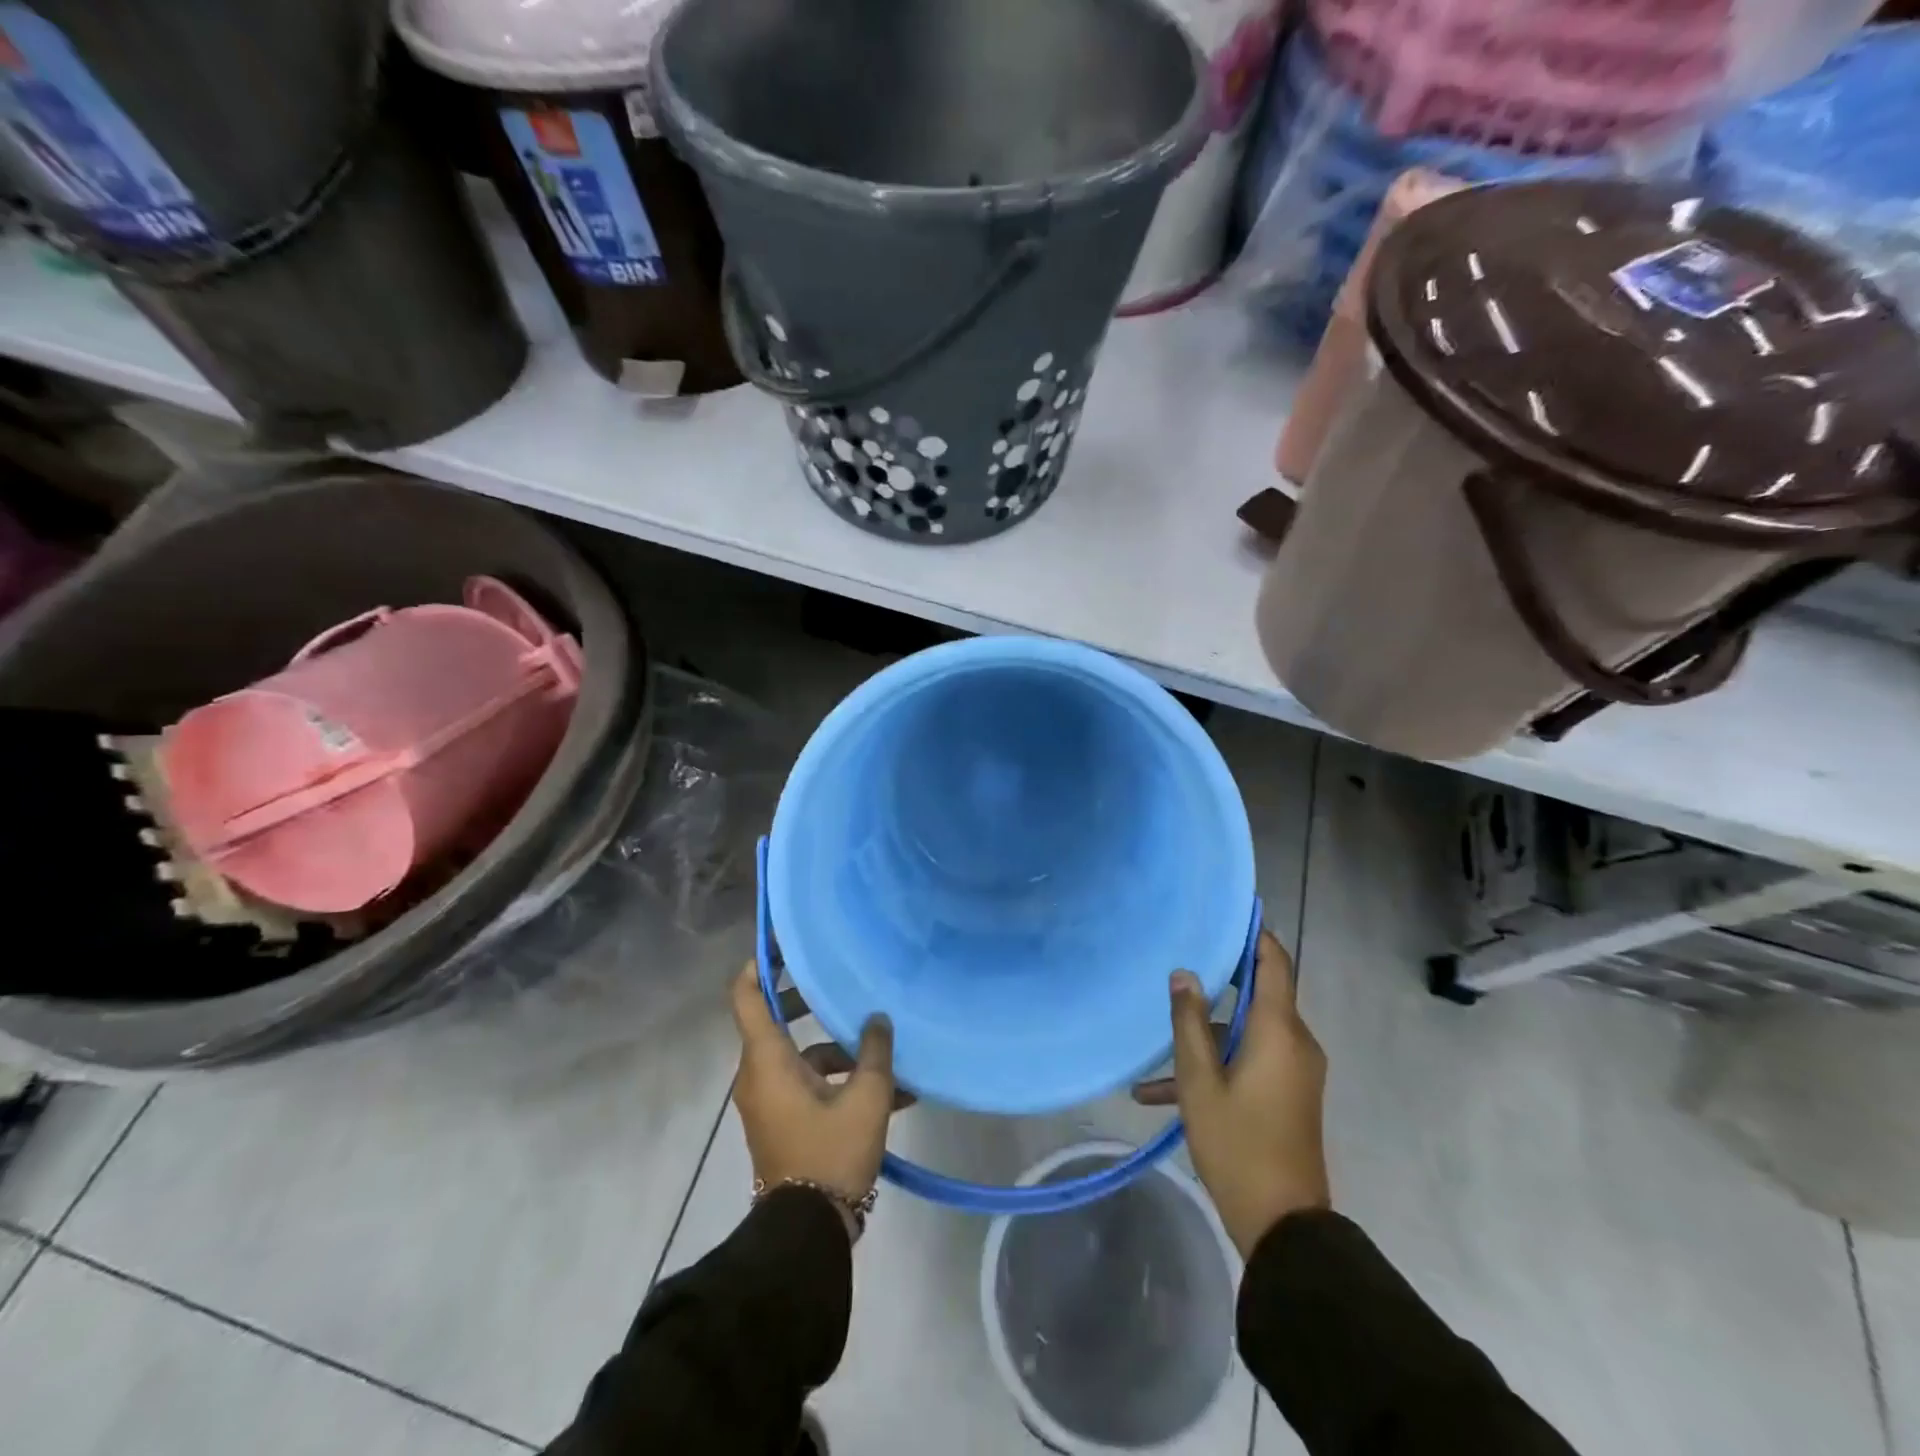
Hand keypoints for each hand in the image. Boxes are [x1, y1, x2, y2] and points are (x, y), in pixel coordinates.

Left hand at [729, 961, 898, 1211]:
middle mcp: (759, 1074)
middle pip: (777, 1022)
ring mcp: (769, 1100)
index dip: (760, 964)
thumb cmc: (831, 1154)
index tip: (784, 943)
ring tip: (886, 1052)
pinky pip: (807, 1085)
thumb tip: (878, 1018)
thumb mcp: (866, 1099)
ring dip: (839, 1050)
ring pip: (800, 1056)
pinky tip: (891, 1093)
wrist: (807, 1233)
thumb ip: (875, 1051)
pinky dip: (838, 1080)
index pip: (747, 996)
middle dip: (811, 1002)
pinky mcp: (782, 1121)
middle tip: (840, 984)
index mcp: (767, 1060)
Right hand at [1158, 930, 1330, 1259]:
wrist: (1283, 1225)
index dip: (1254, 934)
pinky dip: (1216, 1066)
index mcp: (1279, 1031)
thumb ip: (1189, 1022)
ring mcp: (1294, 1070)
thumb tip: (1184, 973)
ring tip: (1152, 1052)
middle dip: (1218, 980)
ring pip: (1246, 1033)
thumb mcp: (1199, 1082)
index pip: (1274, 962)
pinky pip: (1250, 1061)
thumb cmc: (1238, 1144)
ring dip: (1204, 1037)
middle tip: (1180, 960)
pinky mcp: (1288, 1094)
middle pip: (1258, 994)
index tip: (1228, 911)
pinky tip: (1158, 1094)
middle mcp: (1295, 1042)